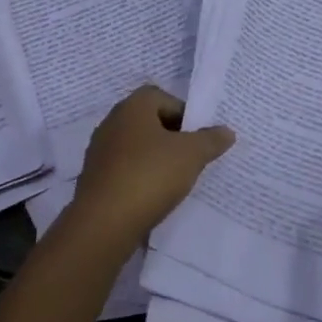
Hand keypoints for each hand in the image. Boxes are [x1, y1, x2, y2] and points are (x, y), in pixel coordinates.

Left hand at [67, 85, 233, 245]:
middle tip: (192, 158)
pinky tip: (154, 197)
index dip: (184, 114)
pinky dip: (141, 178)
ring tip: (176, 180)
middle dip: (173, 138)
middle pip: (150, 122)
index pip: (163, 97)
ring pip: (137, 148)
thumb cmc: (150, 176)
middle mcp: (112, 122)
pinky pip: (125, 170)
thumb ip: (211, 140)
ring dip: (156, 159)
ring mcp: (100, 152)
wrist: (103, 224)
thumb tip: (226, 131)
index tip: (199, 137)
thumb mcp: (191, 155)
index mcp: (133, 107)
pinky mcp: (95, 179)